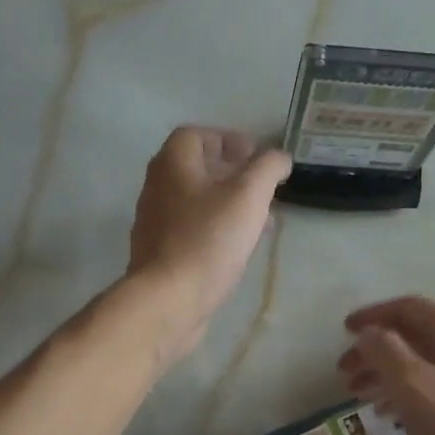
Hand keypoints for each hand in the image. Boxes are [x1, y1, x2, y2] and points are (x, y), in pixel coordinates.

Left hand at [126, 127, 290, 362]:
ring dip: (227, 204)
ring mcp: (154, 223)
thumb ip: (268, 168)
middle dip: (231, 174)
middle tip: (261, 189)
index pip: (195, 135)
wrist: (168, 299)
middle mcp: (157, 187)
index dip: (227, 139)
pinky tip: (236, 249)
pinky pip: (191, 230)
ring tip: (258, 221)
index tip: (255, 156)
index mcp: (173, 164)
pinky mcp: (159, 254)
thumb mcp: (249, 196)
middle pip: (194, 169)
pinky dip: (215, 229)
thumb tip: (279, 157)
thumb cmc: (208, 240)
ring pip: (195, 202)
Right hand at [338, 295, 434, 434]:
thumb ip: (385, 352)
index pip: (408, 308)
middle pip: (412, 336)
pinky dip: (402, 393)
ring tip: (355, 393)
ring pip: (419, 364)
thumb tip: (368, 333)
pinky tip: (384, 412)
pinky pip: (429, 388)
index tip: (343, 330)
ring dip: (384, 373)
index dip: (373, 315)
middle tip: (343, 371)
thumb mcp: (414, 386)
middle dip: (374, 350)